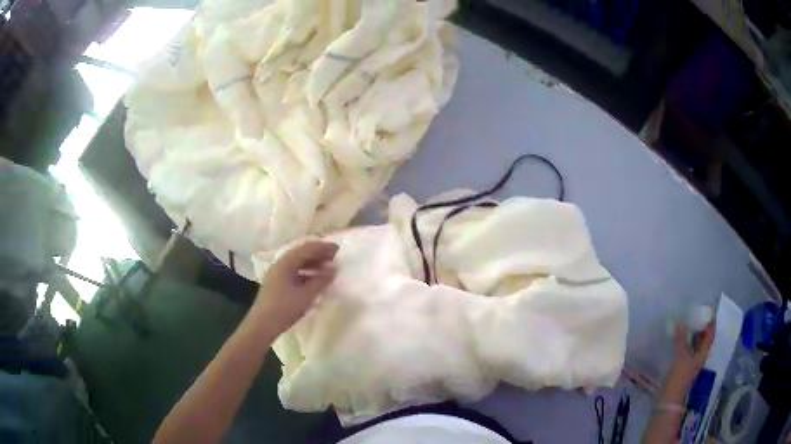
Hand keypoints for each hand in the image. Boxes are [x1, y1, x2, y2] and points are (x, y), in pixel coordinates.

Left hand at [252, 241, 338, 335]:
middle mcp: (280, 264)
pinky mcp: (276, 283)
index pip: (307, 248)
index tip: (338, 249)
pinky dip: (306, 272)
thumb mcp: (306, 296)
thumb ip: (321, 281)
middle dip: (318, 254)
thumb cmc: (284, 309)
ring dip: (312, 263)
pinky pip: (293, 271)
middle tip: (335, 258)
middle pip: (301, 253)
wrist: (262, 325)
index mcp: (286, 263)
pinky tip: (314, 280)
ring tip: (327, 269)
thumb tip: (333, 269)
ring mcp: (277, 273)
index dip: (323, 247)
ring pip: (297, 262)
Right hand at [664, 321, 714, 397]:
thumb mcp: (681, 356)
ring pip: (696, 344)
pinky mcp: (684, 366)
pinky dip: (686, 342)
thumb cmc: (679, 376)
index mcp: (703, 353)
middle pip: (704, 339)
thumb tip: (682, 322)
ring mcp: (692, 362)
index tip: (709, 311)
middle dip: (702, 327)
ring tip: (689, 322)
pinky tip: (680, 338)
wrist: (669, 397)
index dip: (711, 323)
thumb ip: (681, 339)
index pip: (710, 335)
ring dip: (694, 334)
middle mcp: (700, 356)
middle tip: (697, 314)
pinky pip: (688, 349)